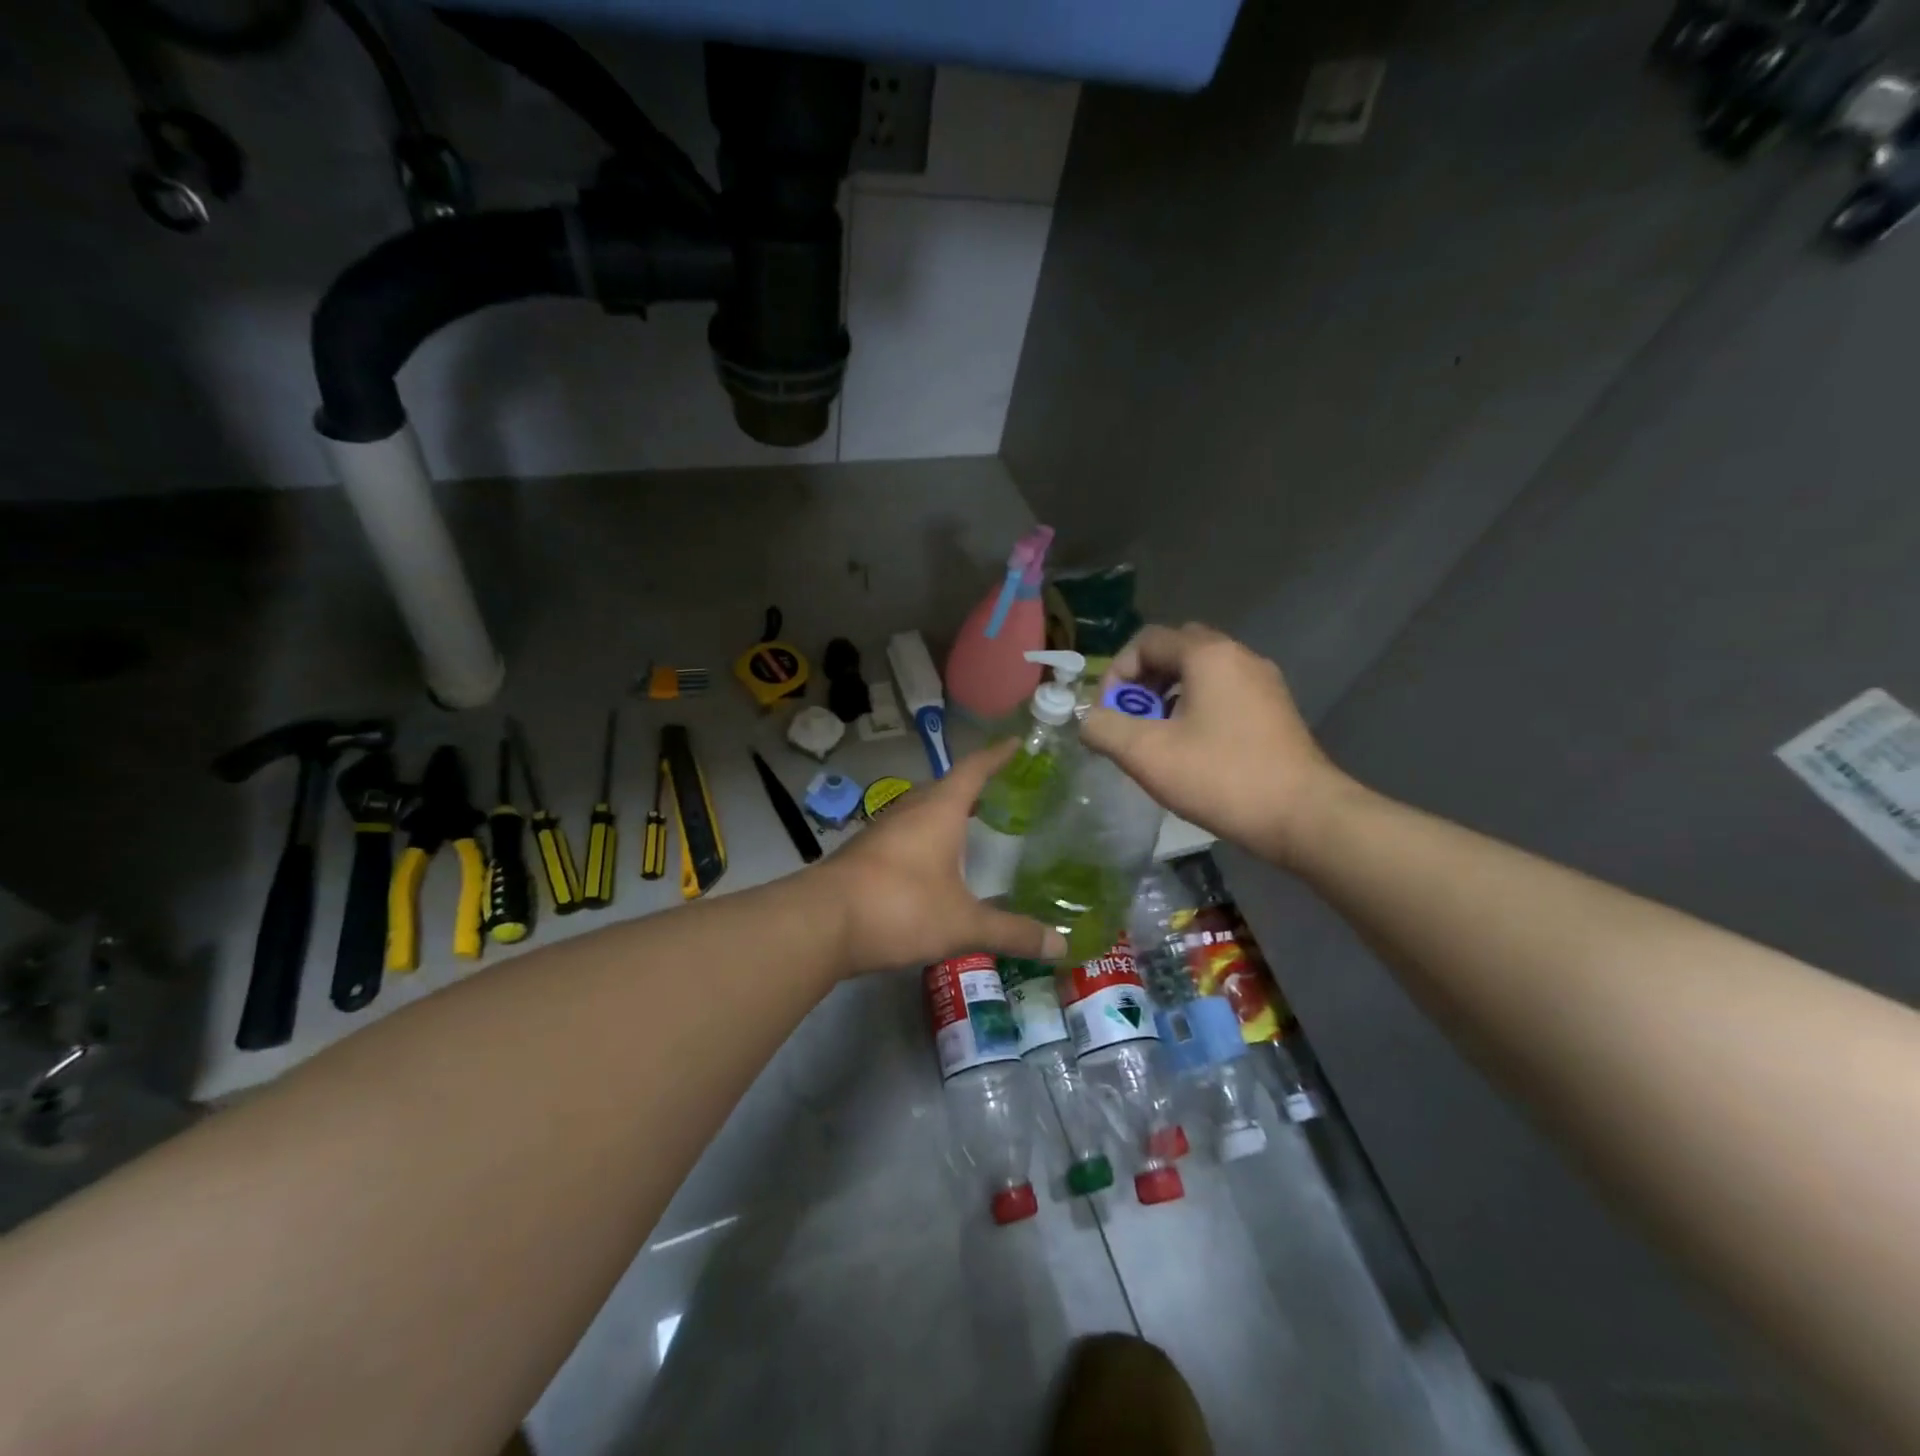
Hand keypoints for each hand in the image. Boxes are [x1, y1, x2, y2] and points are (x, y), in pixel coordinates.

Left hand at [818, 743, 1069, 974]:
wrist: (822, 922)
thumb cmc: (901, 908)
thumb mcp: (963, 924)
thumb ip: (1011, 932)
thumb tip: (1061, 945)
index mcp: (938, 811)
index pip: (973, 770)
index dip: (996, 756)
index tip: (1014, 744)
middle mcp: (909, 811)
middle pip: (944, 788)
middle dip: (971, 788)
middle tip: (998, 796)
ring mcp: (881, 831)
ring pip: (920, 812)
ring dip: (944, 815)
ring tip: (968, 828)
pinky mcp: (863, 854)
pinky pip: (903, 835)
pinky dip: (924, 839)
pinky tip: (929, 865)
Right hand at [1079, 623, 1350, 867]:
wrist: (1304, 816)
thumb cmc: (1221, 777)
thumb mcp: (1146, 754)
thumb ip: (1103, 729)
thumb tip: (1089, 720)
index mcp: (1208, 655)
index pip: (1146, 641)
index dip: (1116, 673)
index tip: (1108, 714)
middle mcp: (1238, 656)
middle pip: (1176, 649)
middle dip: (1144, 680)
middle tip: (1132, 719)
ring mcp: (1263, 682)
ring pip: (1202, 672)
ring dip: (1169, 695)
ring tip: (1157, 737)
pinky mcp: (1276, 710)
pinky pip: (1224, 692)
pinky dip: (1197, 707)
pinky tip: (1192, 748)